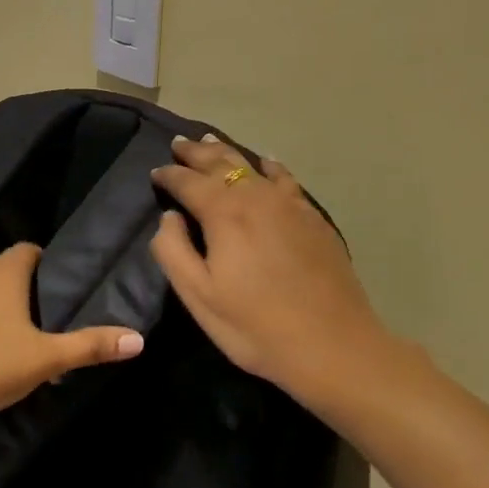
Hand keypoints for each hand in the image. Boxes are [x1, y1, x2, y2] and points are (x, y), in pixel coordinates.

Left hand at [0, 242, 144, 421]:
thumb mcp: (47, 359)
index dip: (45, 264)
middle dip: (21, 284)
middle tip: (42, 315)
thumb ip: (91, 346)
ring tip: (11, 332)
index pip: (29, 250)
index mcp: (3, 272)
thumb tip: (138, 339)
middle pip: (3, 267)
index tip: (57, 289)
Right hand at [150, 135, 398, 407]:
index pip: (188, 181)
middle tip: (179, 144)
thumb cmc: (255, 326)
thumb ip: (172, 250)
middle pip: (221, 163)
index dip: (168, 175)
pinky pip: (284, 178)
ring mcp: (290, 204)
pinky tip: (267, 164)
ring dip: (227, 152)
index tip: (155, 173)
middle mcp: (256, 197)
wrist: (333, 345)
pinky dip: (268, 166)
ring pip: (253, 165)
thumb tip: (169, 217)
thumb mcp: (198, 295)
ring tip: (211, 142)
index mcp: (224, 213)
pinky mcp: (313, 218)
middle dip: (196, 153)